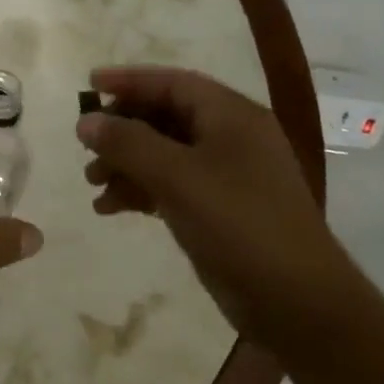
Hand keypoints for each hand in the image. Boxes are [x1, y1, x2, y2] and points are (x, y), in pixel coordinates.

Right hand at [77, 66, 359, 353]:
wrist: (298, 303)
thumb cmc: (239, 224)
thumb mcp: (177, 176)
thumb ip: (128, 143)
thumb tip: (86, 121)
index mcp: (231, 116)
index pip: (172, 83)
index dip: (129, 80)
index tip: (88, 84)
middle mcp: (230, 138)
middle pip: (164, 117)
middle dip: (122, 129)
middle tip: (85, 146)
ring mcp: (226, 175)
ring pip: (163, 154)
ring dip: (125, 163)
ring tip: (92, 183)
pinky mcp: (219, 209)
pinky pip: (170, 185)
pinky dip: (140, 190)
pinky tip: (110, 208)